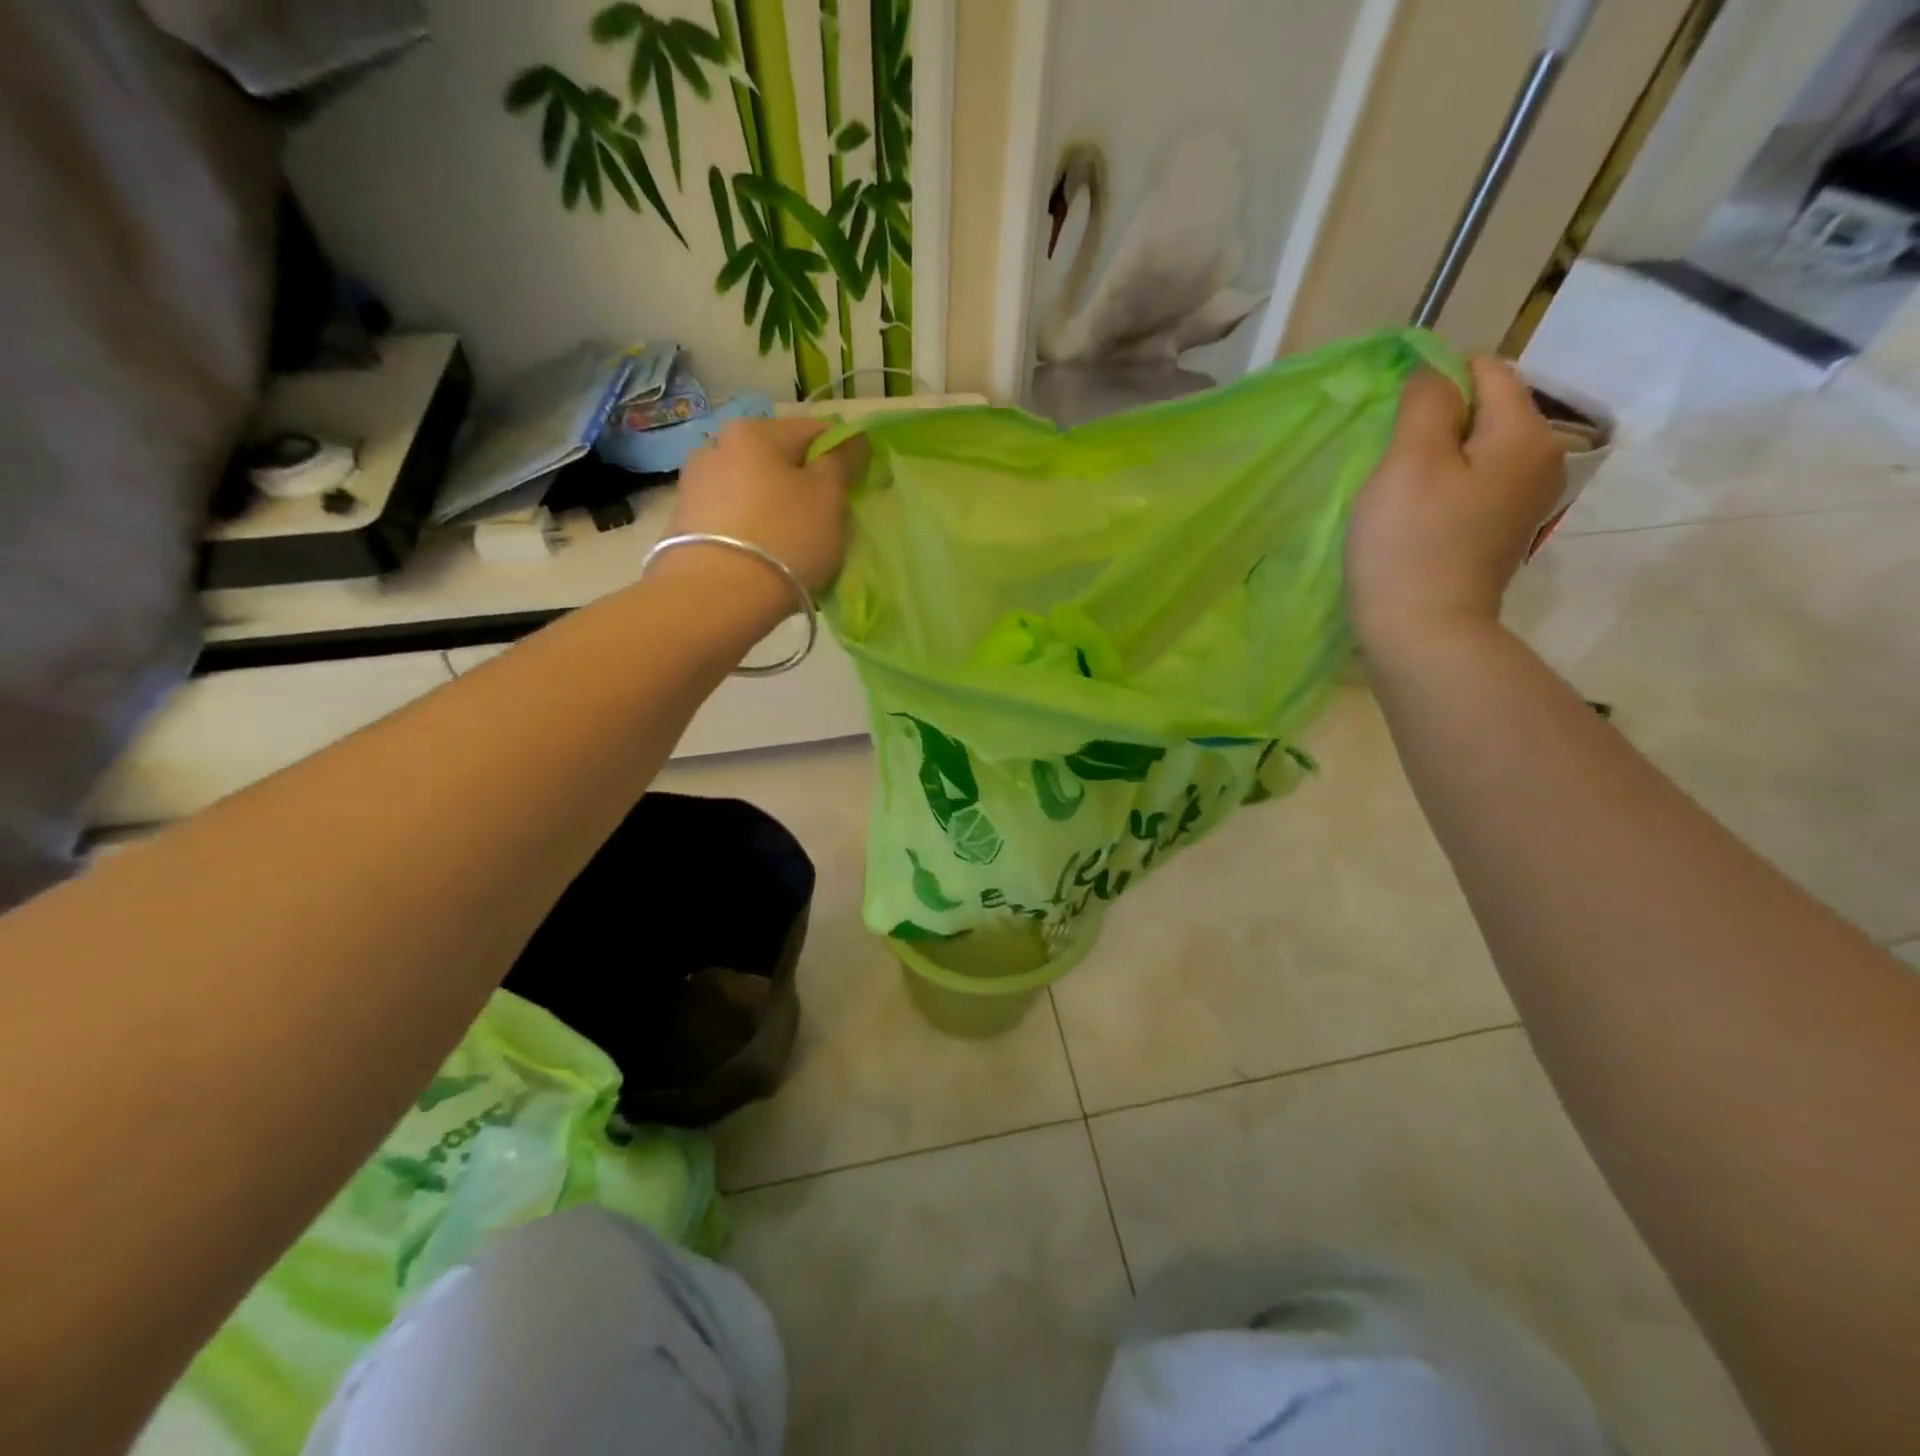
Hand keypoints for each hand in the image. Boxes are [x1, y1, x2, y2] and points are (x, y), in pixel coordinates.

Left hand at [665, 417, 865, 595]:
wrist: (717, 596)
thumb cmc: (785, 536)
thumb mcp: (829, 497)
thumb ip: (842, 461)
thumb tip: (851, 439)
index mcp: (755, 431)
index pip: (814, 431)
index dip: (842, 456)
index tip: (855, 489)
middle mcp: (717, 446)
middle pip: (777, 461)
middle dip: (803, 486)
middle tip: (825, 523)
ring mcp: (695, 486)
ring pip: (753, 491)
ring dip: (775, 510)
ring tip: (793, 547)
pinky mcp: (684, 525)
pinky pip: (733, 520)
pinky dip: (752, 532)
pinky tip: (764, 559)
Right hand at [1346, 356, 1565, 649]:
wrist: (1423, 632)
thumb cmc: (1410, 544)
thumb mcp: (1409, 462)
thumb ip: (1425, 403)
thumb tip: (1434, 372)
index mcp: (1526, 434)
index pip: (1487, 371)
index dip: (1436, 381)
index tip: (1394, 421)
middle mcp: (1543, 460)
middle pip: (1486, 411)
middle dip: (1437, 423)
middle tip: (1391, 462)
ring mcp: (1526, 501)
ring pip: (1477, 451)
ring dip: (1436, 459)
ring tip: (1399, 492)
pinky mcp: (1502, 532)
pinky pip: (1474, 486)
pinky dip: (1444, 489)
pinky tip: (1415, 518)